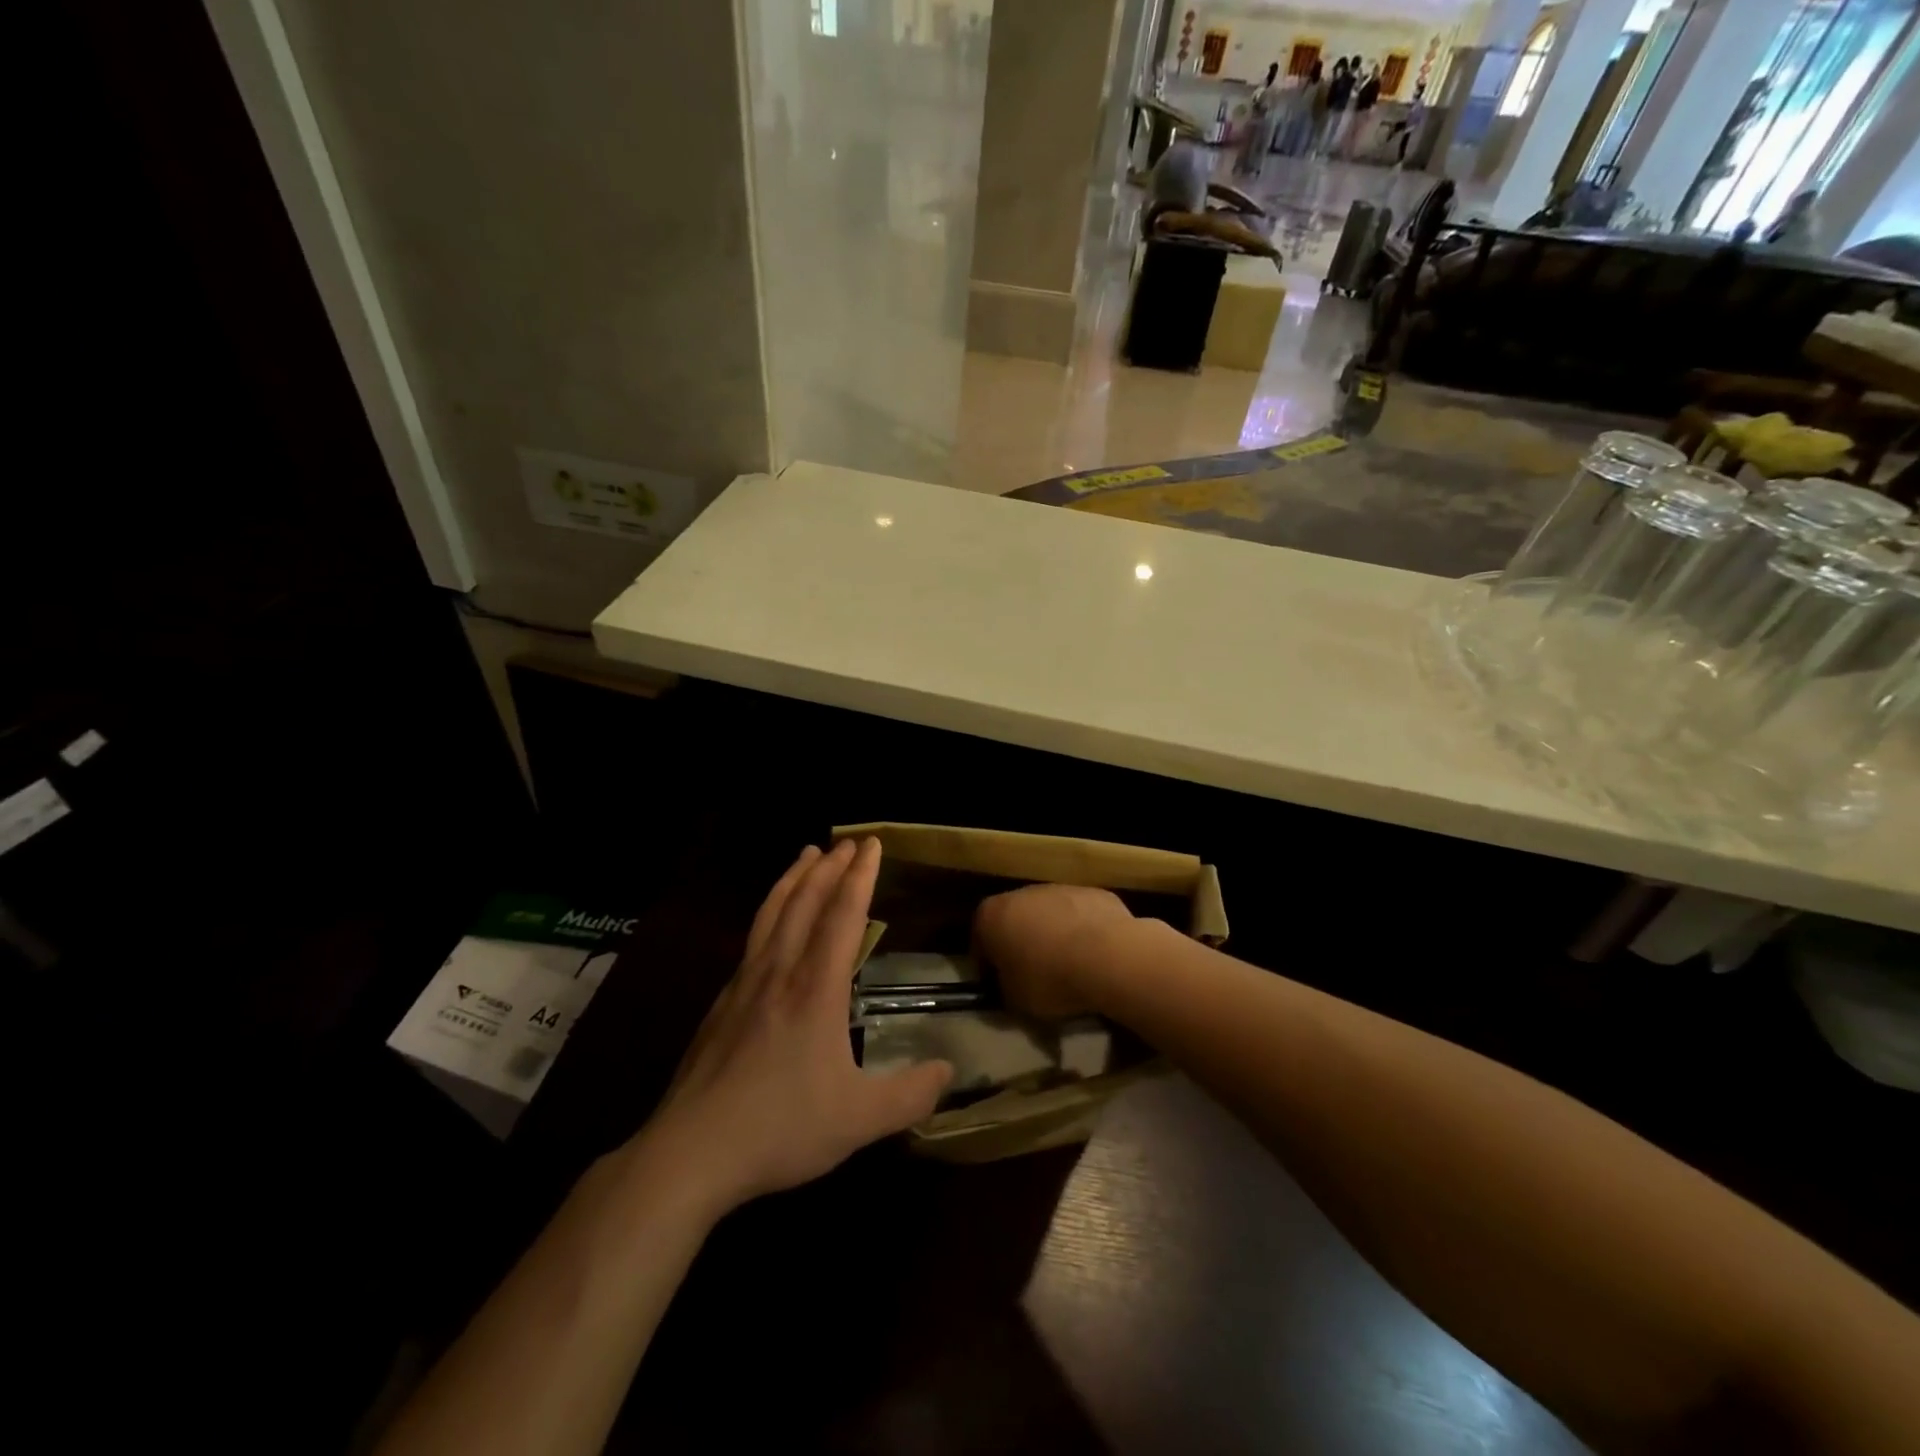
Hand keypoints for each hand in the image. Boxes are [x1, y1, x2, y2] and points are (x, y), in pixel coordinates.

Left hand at [640, 839, 951, 1214]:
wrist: (690, 1152)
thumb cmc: (781, 1128)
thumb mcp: (859, 1120)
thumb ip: (910, 1095)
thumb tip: (948, 1071)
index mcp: (815, 989)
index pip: (843, 916)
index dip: (860, 877)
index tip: (871, 844)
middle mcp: (780, 972)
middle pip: (806, 902)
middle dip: (830, 867)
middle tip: (848, 841)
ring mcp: (744, 984)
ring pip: (772, 913)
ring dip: (794, 879)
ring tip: (806, 854)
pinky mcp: (722, 1003)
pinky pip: (752, 938)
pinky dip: (769, 910)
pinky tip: (770, 921)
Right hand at [973, 884, 1135, 1020]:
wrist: (1108, 956)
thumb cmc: (1049, 978)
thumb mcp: (1014, 999)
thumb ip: (1004, 987)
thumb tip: (1008, 984)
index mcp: (992, 915)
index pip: (979, 940)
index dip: (987, 965)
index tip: (998, 984)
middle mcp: (1022, 892)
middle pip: (1015, 919)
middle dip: (1020, 943)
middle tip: (1032, 974)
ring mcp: (1060, 888)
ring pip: (1049, 914)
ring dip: (1053, 934)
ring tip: (1067, 966)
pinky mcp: (1094, 892)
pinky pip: (1080, 915)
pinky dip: (1083, 931)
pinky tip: (1094, 956)